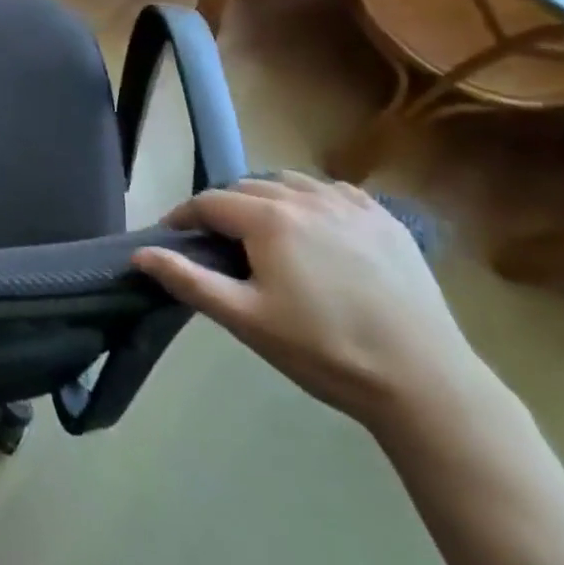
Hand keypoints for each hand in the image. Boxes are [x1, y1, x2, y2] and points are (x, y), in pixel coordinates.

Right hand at [132, 173, 486, 431]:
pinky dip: (311, 200)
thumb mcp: (246, 320)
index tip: (172, 235)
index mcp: (268, 219)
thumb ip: (189, 280)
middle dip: (223, 208)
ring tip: (265, 232)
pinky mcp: (384, 218)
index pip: (209, 202)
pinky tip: (315, 228)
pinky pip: (332, 192)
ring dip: (266, 199)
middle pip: (246, 188)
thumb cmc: (324, 350)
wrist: (424, 381)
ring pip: (289, 183)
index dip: (184, 215)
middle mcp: (305, 197)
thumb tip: (140, 254)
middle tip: (218, 243)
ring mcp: (349, 204)